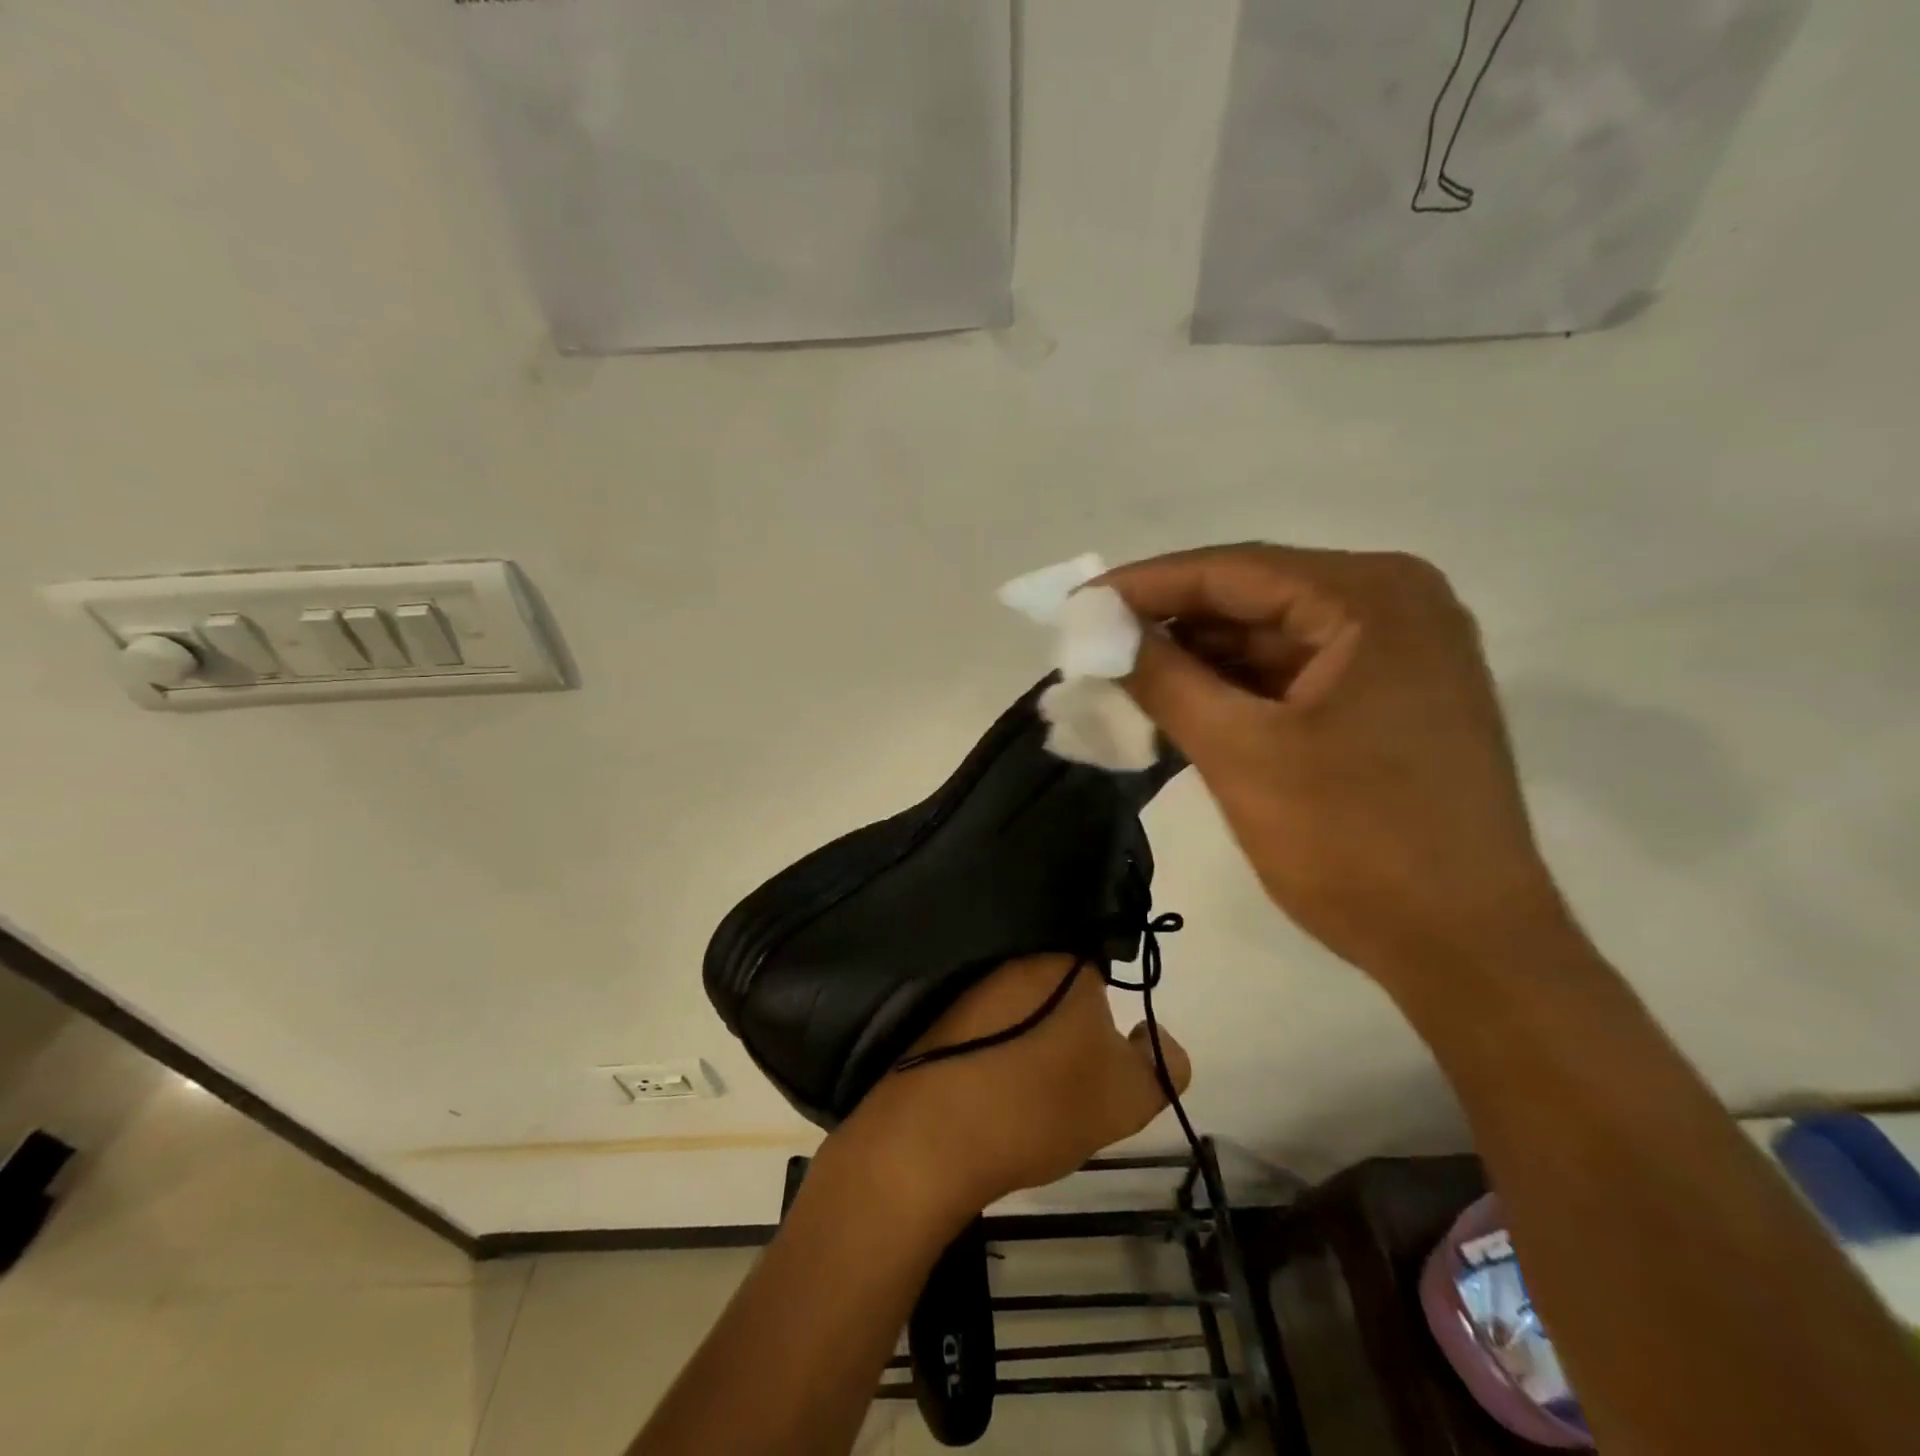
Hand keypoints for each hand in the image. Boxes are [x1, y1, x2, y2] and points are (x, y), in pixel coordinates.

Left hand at [830, 954, 1190, 1219]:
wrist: (930, 1138)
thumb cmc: (1038, 1104)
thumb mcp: (1127, 1096)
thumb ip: (1163, 1063)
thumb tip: (1157, 1036)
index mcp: (1062, 960)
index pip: (1101, 960)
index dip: (1109, 1002)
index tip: (1106, 1042)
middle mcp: (1013, 956)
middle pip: (1057, 977)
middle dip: (1069, 1014)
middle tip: (1075, 1068)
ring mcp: (969, 982)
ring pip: (1018, 998)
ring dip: (1030, 1029)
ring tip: (1035, 1081)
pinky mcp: (936, 1012)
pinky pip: (982, 1017)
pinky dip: (995, 1041)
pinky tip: (996, 1080)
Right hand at [1101, 544, 1570, 984]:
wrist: (1466, 949)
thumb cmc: (1354, 844)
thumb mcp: (1240, 753)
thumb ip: (1163, 678)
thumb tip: (1098, 628)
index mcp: (1370, 599)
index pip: (1233, 570)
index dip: (1144, 586)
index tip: (1077, 605)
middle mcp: (1396, 606)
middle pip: (1254, 599)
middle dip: (1171, 627)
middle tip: (1094, 649)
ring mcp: (1401, 654)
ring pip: (1271, 640)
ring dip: (1200, 662)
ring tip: (1126, 684)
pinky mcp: (1393, 699)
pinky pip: (1295, 676)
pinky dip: (1237, 691)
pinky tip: (1183, 709)